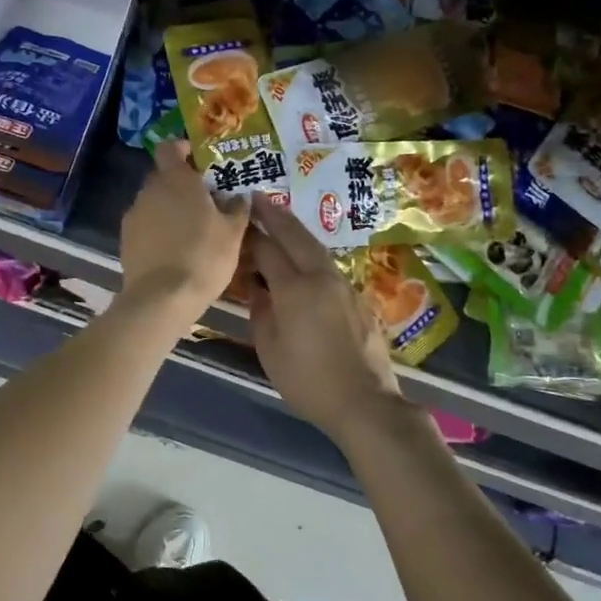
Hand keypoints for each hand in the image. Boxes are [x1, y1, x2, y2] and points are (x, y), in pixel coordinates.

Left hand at [119, 141, 251, 321]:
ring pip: (153, 202)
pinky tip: (173, 249)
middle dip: (181, 184)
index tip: (199, 160)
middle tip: (204, 201)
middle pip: (163, 176)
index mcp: (176, 180)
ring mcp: (134, 215)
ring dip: (169, 208)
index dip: (182, 149)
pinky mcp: (125, 239)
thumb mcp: (233, 233)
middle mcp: (149, 190)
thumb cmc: (204, 257)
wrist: (162, 298)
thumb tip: (240, 196)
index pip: (169, 148)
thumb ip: (237, 208)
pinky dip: (157, 229)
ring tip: (190, 229)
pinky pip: (145, 224)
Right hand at [247, 203, 406, 438]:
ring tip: (279, 217)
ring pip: (316, 247)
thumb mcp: (270, 349)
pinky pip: (329, 265)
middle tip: (257, 197)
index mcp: (295, 289)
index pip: (267, 249)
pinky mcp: (358, 298)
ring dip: (295, 230)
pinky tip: (304, 257)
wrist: (365, 402)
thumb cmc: (308, 381)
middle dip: (275, 215)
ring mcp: (344, 285)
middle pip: (295, 236)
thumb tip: (258, 288)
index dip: (249, 235)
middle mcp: (321, 277)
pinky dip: (311, 252)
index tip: (235, 221)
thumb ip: (261, 311)